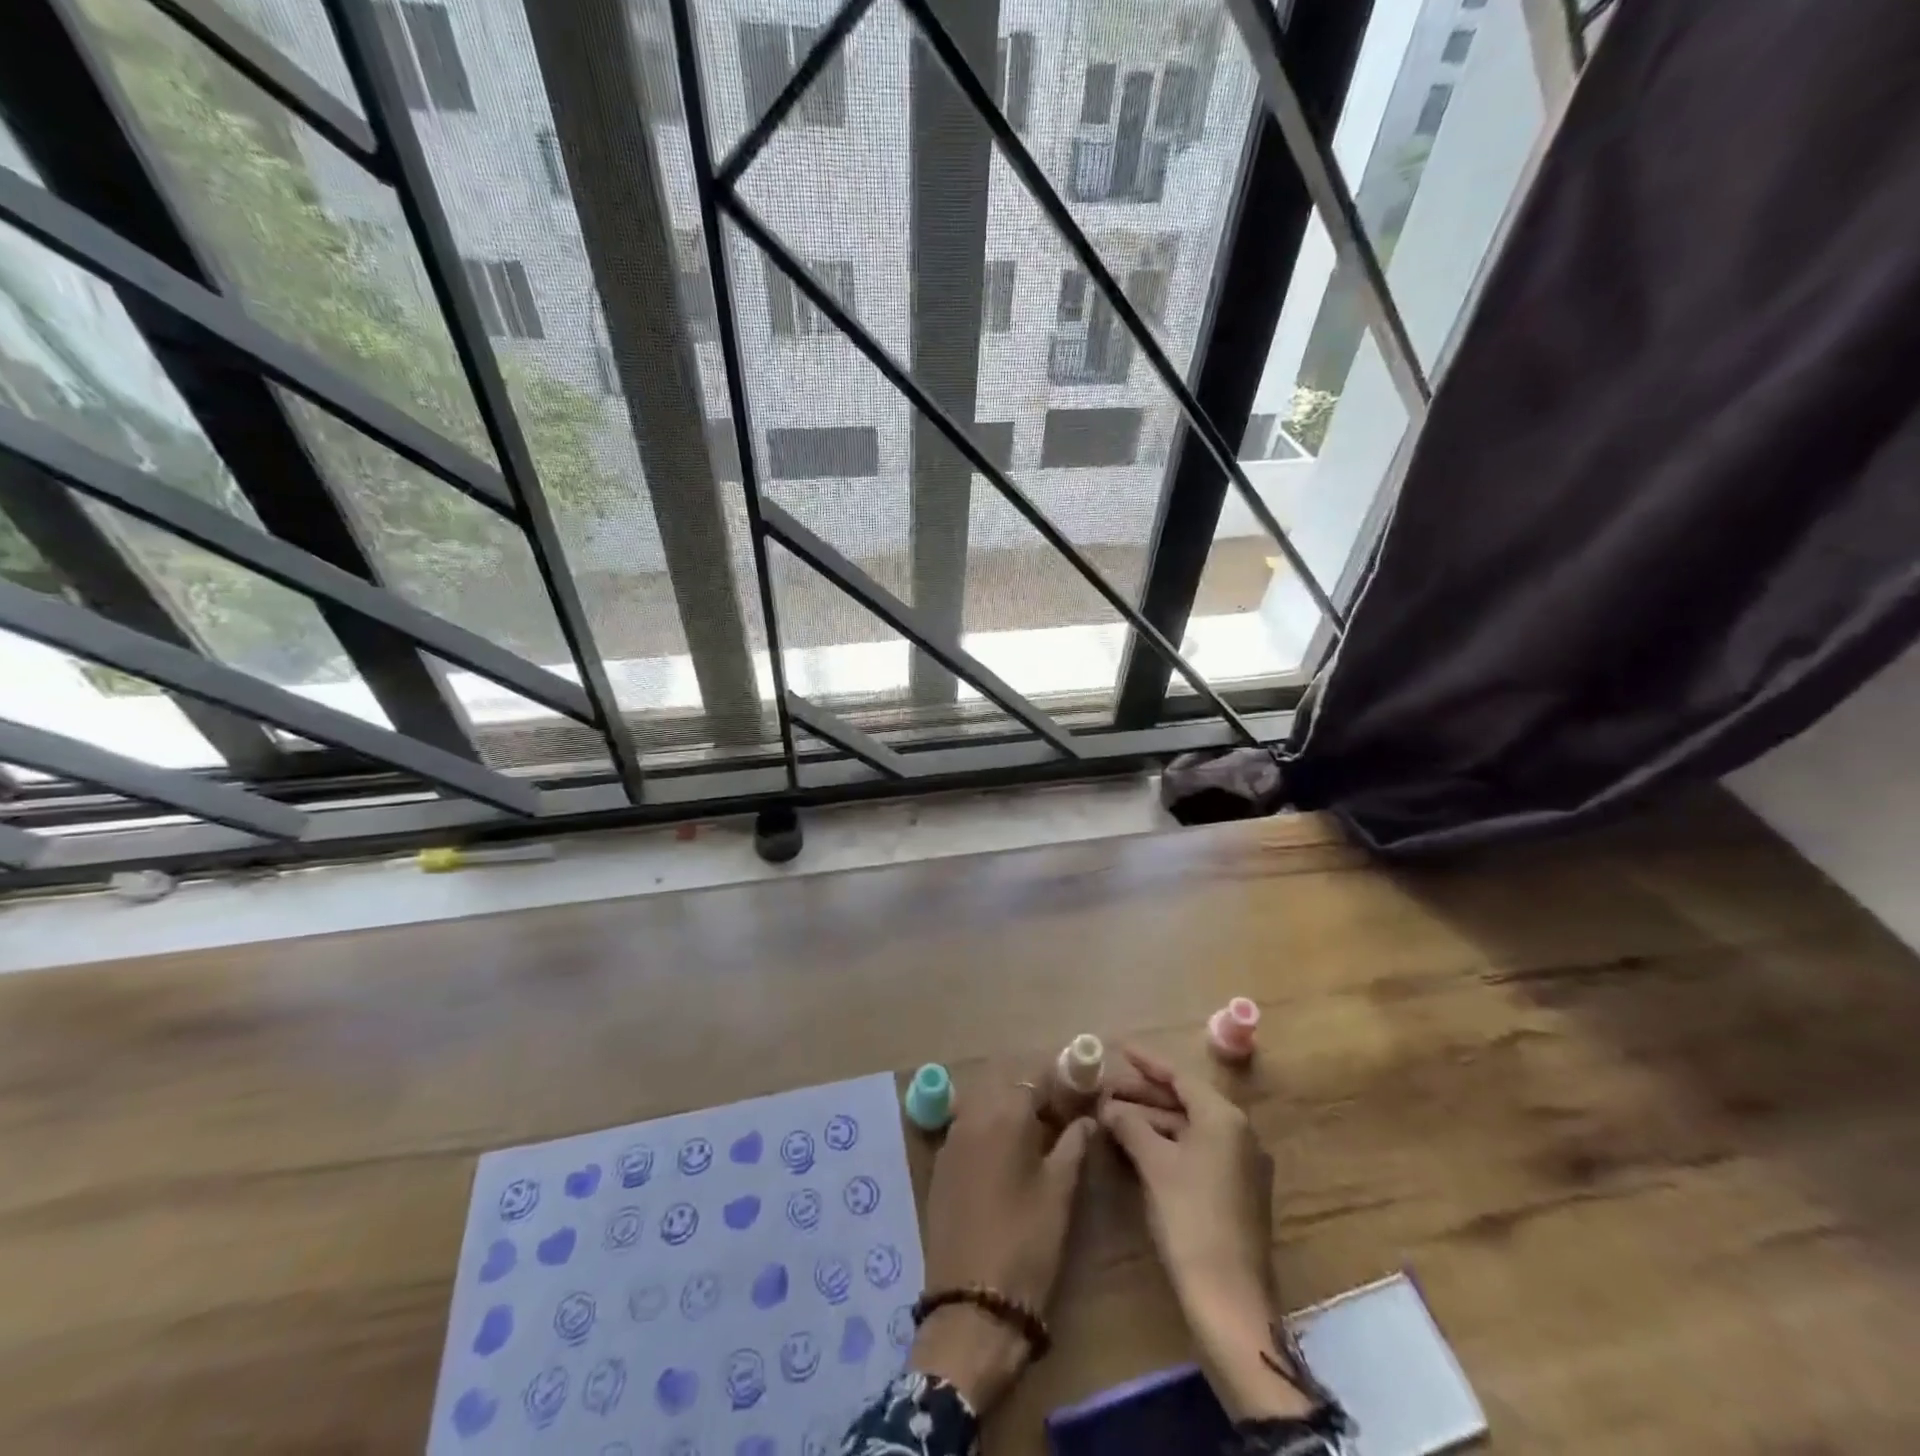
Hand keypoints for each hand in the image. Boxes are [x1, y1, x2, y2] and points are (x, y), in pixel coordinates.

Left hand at [910, 1072, 1094, 1415]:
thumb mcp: (1060, 1191)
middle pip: (1006, 1084)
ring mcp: (951, 1138)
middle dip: (1034, 1092)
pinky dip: (989, 1129)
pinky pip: (968, 1128)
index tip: (1081, 1094)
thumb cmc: (1026, 1241)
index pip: (1035, 1075)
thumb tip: (1088, 1119)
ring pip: (984, 1103)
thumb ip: (1074, 1144)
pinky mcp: (941, 1164)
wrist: (972, 1302)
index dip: (1061, 1080)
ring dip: (1010, 1109)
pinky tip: (1007, 1157)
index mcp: (1004, 1112)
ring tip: (1038, 1137)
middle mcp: (972, 1114)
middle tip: (1062, 1116)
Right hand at [1099, 1046, 1311, 1421]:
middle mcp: (1239, 1133)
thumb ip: (1130, 1125)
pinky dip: (1167, 1142)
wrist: (1229, 1297)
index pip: (1180, 1076)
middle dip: (1144, 1093)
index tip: (1119, 1048)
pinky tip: (1137, 1145)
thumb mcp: (1154, 1164)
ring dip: (1152, 1119)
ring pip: (1189, 1127)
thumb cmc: (1190, 1217)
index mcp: (1224, 1118)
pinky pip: (1197, 1149)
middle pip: (1185, 1100)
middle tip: (1106, 1088)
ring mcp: (1241, 1163)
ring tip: (1113, 1116)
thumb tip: (1108, 1107)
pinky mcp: (1236, 1190)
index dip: (1147, 1062)